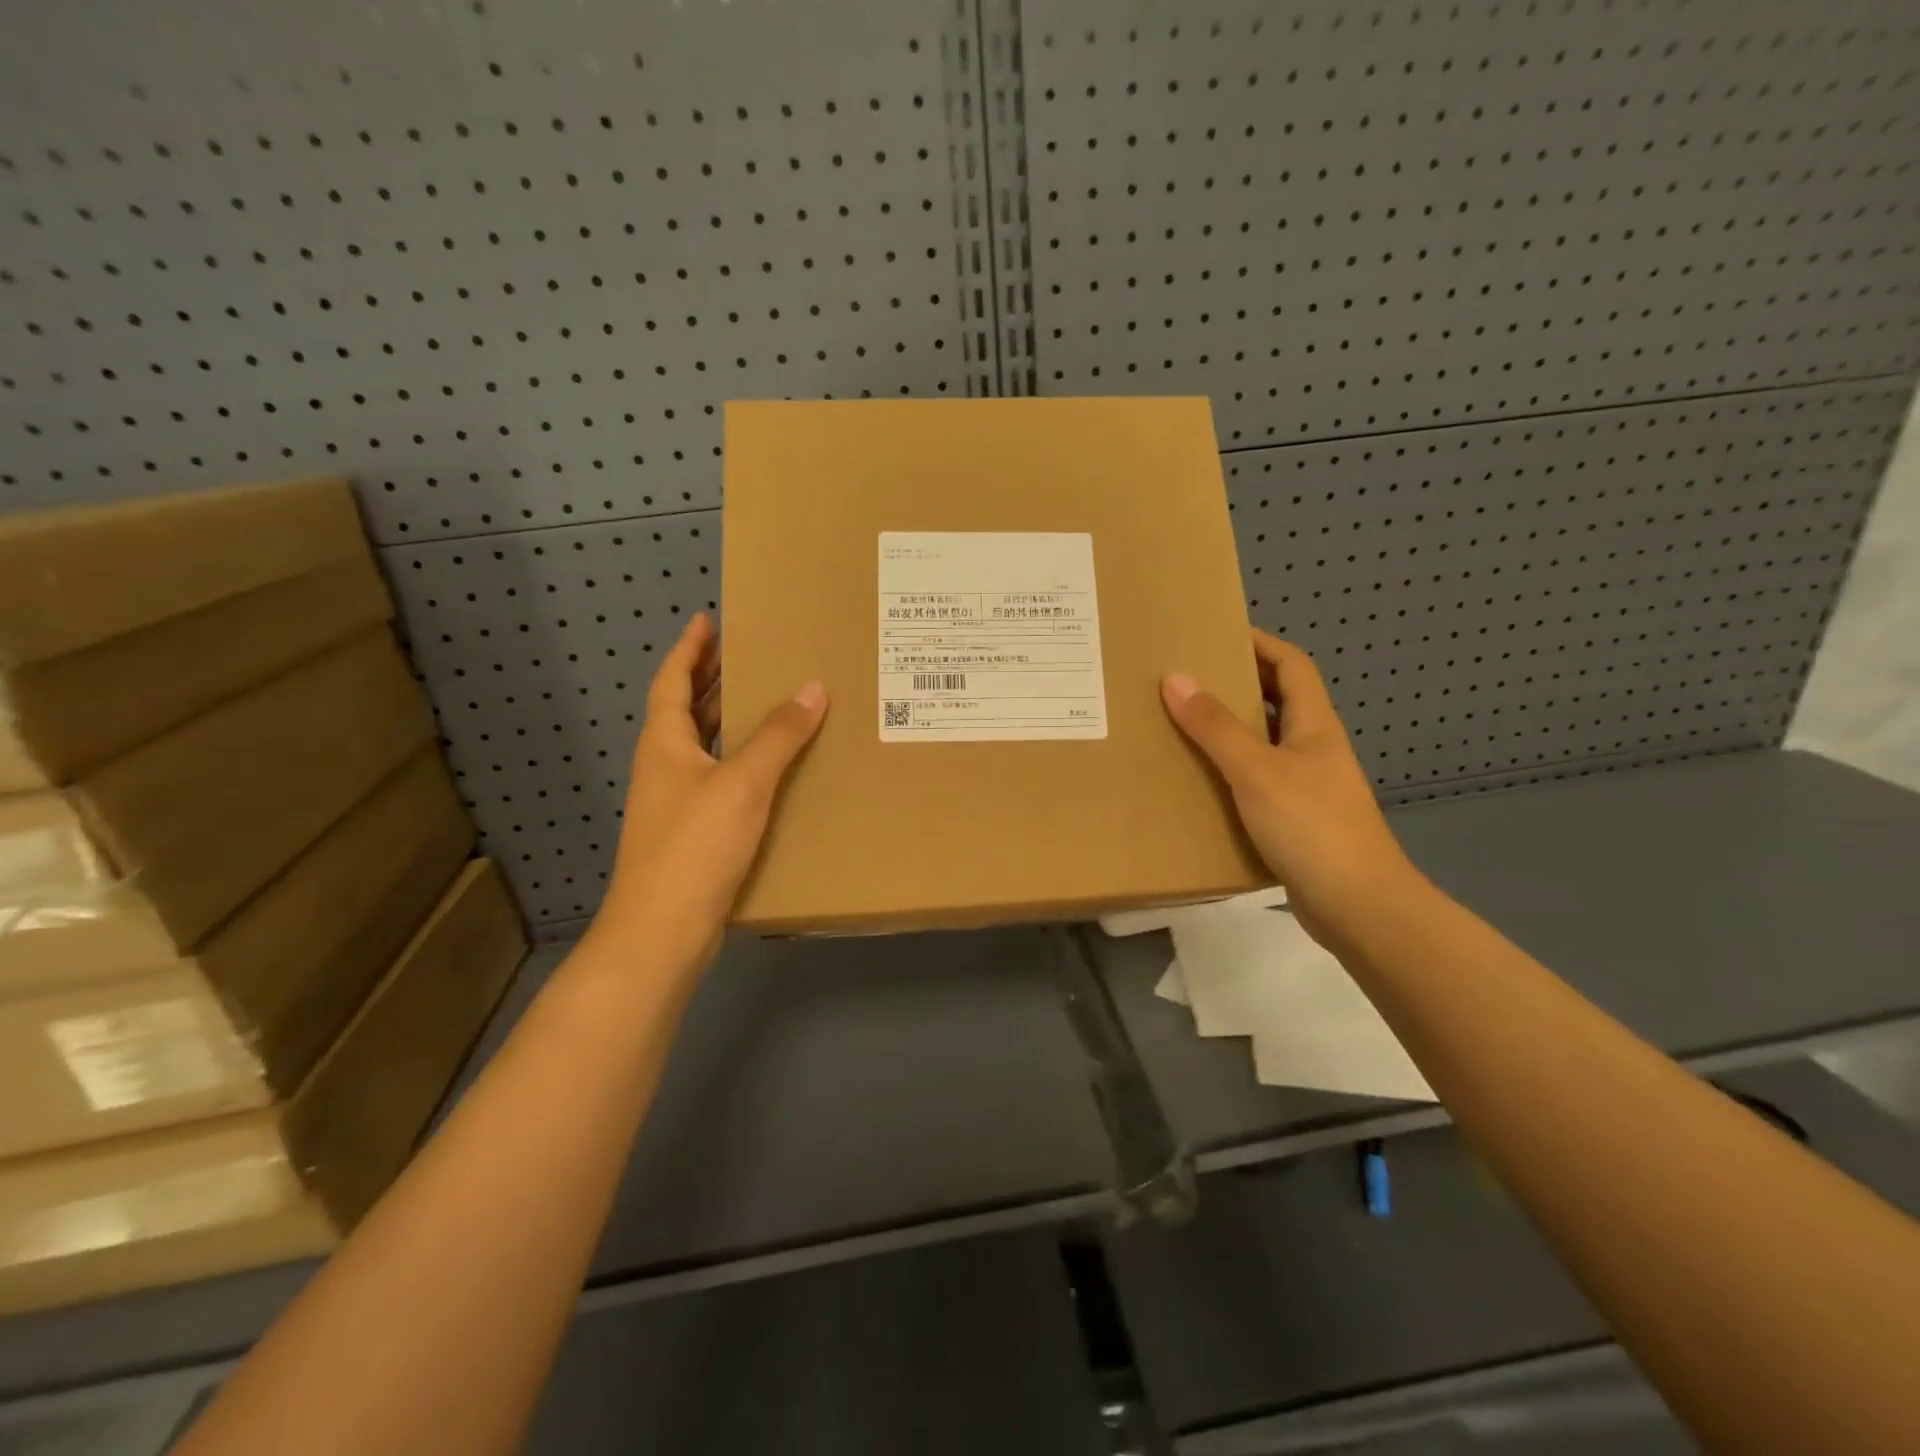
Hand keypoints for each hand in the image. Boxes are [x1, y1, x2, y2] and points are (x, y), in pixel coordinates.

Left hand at [585, 614, 826, 976]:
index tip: (708, 619)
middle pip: (687, 710)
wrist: (663, 930)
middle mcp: (666, 766)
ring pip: (704, 746)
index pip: (672, 681)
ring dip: (729, 720)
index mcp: (665, 743)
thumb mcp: (742, 783)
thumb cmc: (694, 845)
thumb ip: (778, 736)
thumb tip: (812, 688)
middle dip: (713, 679)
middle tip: (750, 653)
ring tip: (768, 700)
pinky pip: (720, 779)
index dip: (689, 649)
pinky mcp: (693, 832)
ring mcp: (676, 801)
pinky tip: (773, 769)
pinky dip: (742, 761)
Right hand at [1162, 630, 1419, 946]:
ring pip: (1264, 744)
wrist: (1359, 907)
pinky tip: (1198, 784)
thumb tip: (1175, 678)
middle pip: (1277, 701)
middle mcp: (1313, 749)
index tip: (1218, 633)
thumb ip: (1215, 727)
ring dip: (1229, 731)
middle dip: (1237, 683)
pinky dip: (1229, 773)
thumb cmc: (1312, 827)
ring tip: (1180, 726)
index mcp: (1313, 726)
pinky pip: (1256, 782)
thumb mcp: (1257, 771)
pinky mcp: (1295, 821)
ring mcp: (1307, 787)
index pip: (1291, 666)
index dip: (1260, 643)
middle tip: (1186, 678)